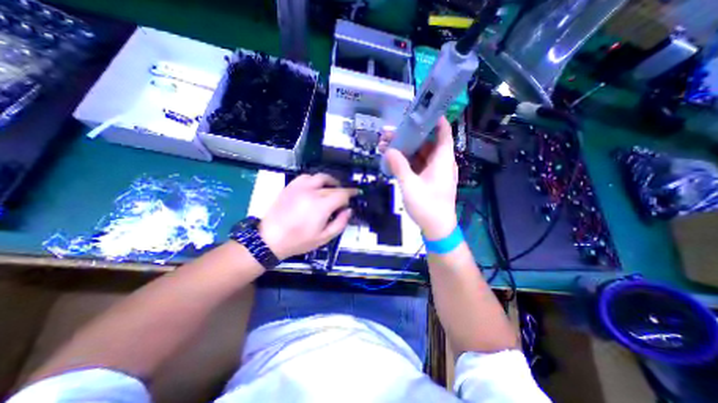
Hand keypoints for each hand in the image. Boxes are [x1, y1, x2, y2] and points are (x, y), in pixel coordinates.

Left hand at [260, 173, 356, 258]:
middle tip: (343, 198)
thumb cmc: (298, 241)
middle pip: (333, 186)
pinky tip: (315, 187)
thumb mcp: (324, 238)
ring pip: (320, 177)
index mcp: (321, 205)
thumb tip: (348, 210)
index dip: (351, 193)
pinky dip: (314, 180)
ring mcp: (300, 187)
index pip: (342, 193)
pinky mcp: (291, 186)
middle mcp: (312, 192)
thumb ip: (340, 223)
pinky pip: (306, 177)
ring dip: (330, 181)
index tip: (356, 194)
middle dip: (341, 190)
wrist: (270, 239)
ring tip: (331, 189)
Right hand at [384, 117, 456, 239]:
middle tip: (389, 134)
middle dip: (409, 136)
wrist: (437, 228)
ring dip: (405, 150)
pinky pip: (417, 165)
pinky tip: (393, 160)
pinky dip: (406, 161)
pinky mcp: (428, 180)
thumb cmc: (427, 206)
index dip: (435, 120)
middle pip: (426, 143)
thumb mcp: (410, 185)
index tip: (419, 112)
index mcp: (442, 160)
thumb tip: (388, 150)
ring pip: (420, 154)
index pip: (443, 133)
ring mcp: (434, 172)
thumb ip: (399, 166)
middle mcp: (440, 163)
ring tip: (386, 146)